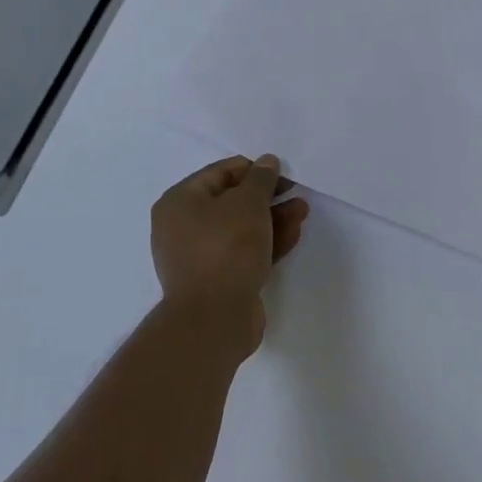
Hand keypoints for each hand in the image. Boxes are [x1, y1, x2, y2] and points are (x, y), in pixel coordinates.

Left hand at [152, 155, 307, 352]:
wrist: (214, 319)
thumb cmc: (226, 248)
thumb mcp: (248, 203)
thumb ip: (261, 179)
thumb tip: (267, 161)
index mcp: (179, 202)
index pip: (220, 173)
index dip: (254, 170)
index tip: (283, 174)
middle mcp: (182, 227)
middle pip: (231, 202)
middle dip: (267, 197)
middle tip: (295, 193)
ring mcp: (199, 257)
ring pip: (240, 229)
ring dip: (271, 218)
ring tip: (302, 211)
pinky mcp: (216, 281)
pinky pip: (242, 252)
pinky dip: (266, 242)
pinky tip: (293, 234)